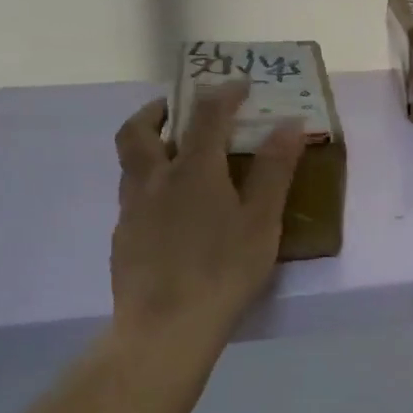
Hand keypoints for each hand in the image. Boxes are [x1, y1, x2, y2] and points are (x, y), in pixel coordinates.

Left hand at [108, 83, 304, 401]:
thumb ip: (275, 170)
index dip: (224, 93)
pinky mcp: (123, 239)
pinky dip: (149, 185)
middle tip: (177, 109)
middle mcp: (154, 180)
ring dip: (149, 146)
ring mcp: (132, 210)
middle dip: (158, 111)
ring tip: (176, 158)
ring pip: (130, 163)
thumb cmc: (223, 270)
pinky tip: (170, 212)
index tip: (240, 85)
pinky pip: (132, 197)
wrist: (166, 327)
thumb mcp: (261, 220)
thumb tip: (289, 123)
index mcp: (193, 170)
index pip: (206, 115)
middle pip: (139, 131)